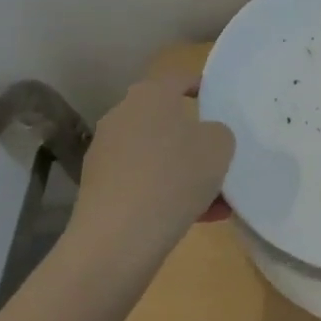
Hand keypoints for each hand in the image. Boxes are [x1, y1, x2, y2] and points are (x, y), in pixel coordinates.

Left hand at [61, 70, 235, 285]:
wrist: (118, 240)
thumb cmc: (174, 176)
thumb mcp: (220, 145)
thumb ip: (219, 132)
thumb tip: (205, 138)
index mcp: (150, 95)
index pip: (180, 79)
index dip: (204, 88)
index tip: (222, 103)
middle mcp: (122, 118)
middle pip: (167, 121)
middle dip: (195, 139)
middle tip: (221, 156)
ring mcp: (105, 155)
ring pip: (158, 156)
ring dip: (184, 171)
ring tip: (216, 198)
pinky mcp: (99, 190)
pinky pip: (144, 183)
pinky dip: (167, 194)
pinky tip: (196, 217)